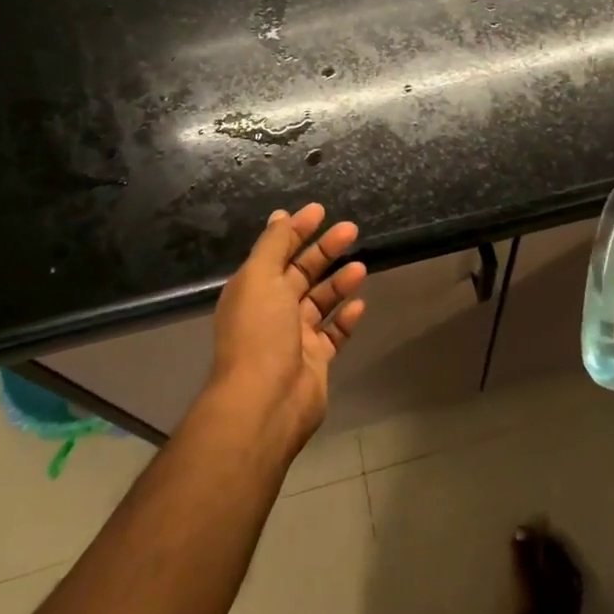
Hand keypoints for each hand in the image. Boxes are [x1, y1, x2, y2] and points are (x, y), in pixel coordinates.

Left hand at [209, 204, 366, 450]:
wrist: (266, 402)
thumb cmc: (260, 333)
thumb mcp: (260, 277)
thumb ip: (273, 245)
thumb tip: (280, 215)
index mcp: (253, 289)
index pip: (278, 251)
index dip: (297, 230)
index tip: (321, 211)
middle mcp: (272, 310)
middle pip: (301, 272)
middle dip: (325, 250)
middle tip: (351, 230)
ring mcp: (294, 337)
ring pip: (320, 301)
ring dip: (338, 282)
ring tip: (361, 266)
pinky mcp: (315, 360)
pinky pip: (334, 333)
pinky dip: (345, 318)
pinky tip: (360, 305)